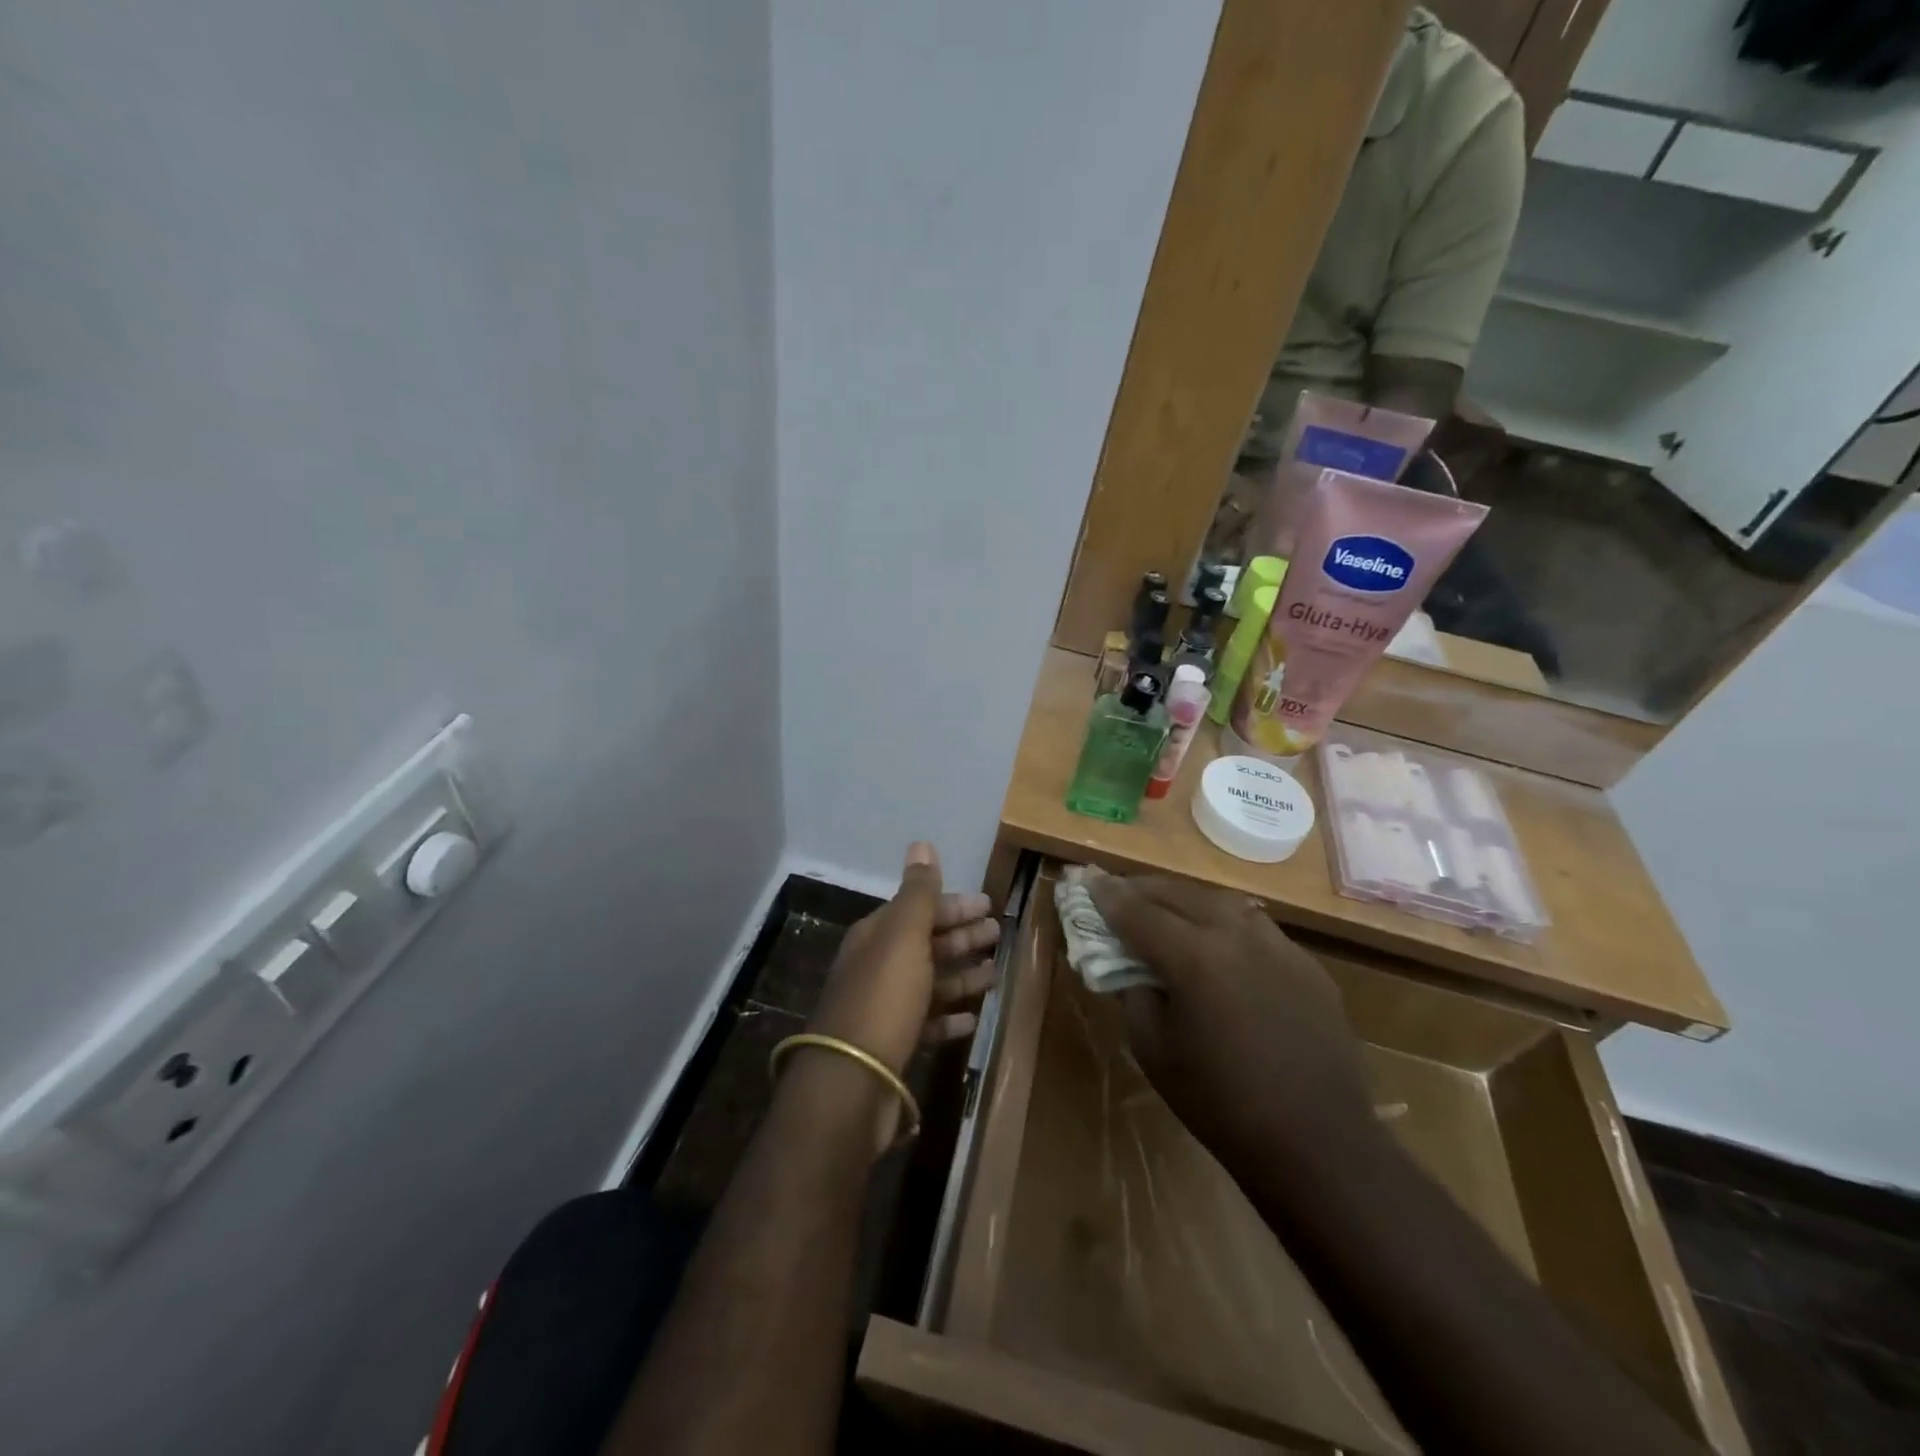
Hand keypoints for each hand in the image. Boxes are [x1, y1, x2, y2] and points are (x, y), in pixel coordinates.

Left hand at [800, 844, 998, 1142]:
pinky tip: (972, 1017)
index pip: (917, 909)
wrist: (852, 1080)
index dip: (952, 905)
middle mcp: (877, 966)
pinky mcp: (893, 1044)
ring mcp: (884, 1007)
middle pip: (925, 943)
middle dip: (960, 935)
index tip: (988, 904)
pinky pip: (926, 1021)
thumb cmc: (883, 997)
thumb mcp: (904, 936)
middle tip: (997, 932)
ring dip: (960, 974)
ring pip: (929, 982)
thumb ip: (918, 893)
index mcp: (876, 936)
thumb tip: (921, 842)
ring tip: (995, 973)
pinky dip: (948, 1016)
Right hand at [1087, 871, 1376, 1174]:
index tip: (1087, 880)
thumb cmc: (1220, 1102)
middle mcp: (1236, 934)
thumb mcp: (1153, 1049)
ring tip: (1164, 907)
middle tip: (1118, 891)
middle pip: (1178, 894)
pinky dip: (1223, 922)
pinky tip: (1217, 942)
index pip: (1137, 912)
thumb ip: (1134, 994)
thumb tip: (1129, 965)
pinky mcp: (1305, 963)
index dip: (1108, 896)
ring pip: (1220, 901)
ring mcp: (1278, 944)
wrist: (1317, 1142)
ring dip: (1184, 898)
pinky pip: (1255, 927)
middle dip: (1142, 889)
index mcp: (1193, 956)